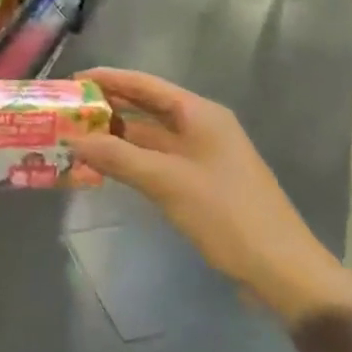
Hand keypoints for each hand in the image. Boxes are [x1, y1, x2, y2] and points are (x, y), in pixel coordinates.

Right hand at [69, 68, 351, 326]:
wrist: (283, 271)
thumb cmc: (227, 214)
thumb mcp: (167, 182)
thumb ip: (118, 157)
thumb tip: (74, 139)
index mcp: (200, 114)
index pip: (145, 85)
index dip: (109, 79)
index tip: (73, 82)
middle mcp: (201, 128)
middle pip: (146, 109)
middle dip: (108, 108)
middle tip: (68, 111)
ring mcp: (202, 157)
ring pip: (150, 138)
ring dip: (116, 138)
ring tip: (77, 138)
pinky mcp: (201, 184)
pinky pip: (157, 162)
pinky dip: (131, 161)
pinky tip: (105, 168)